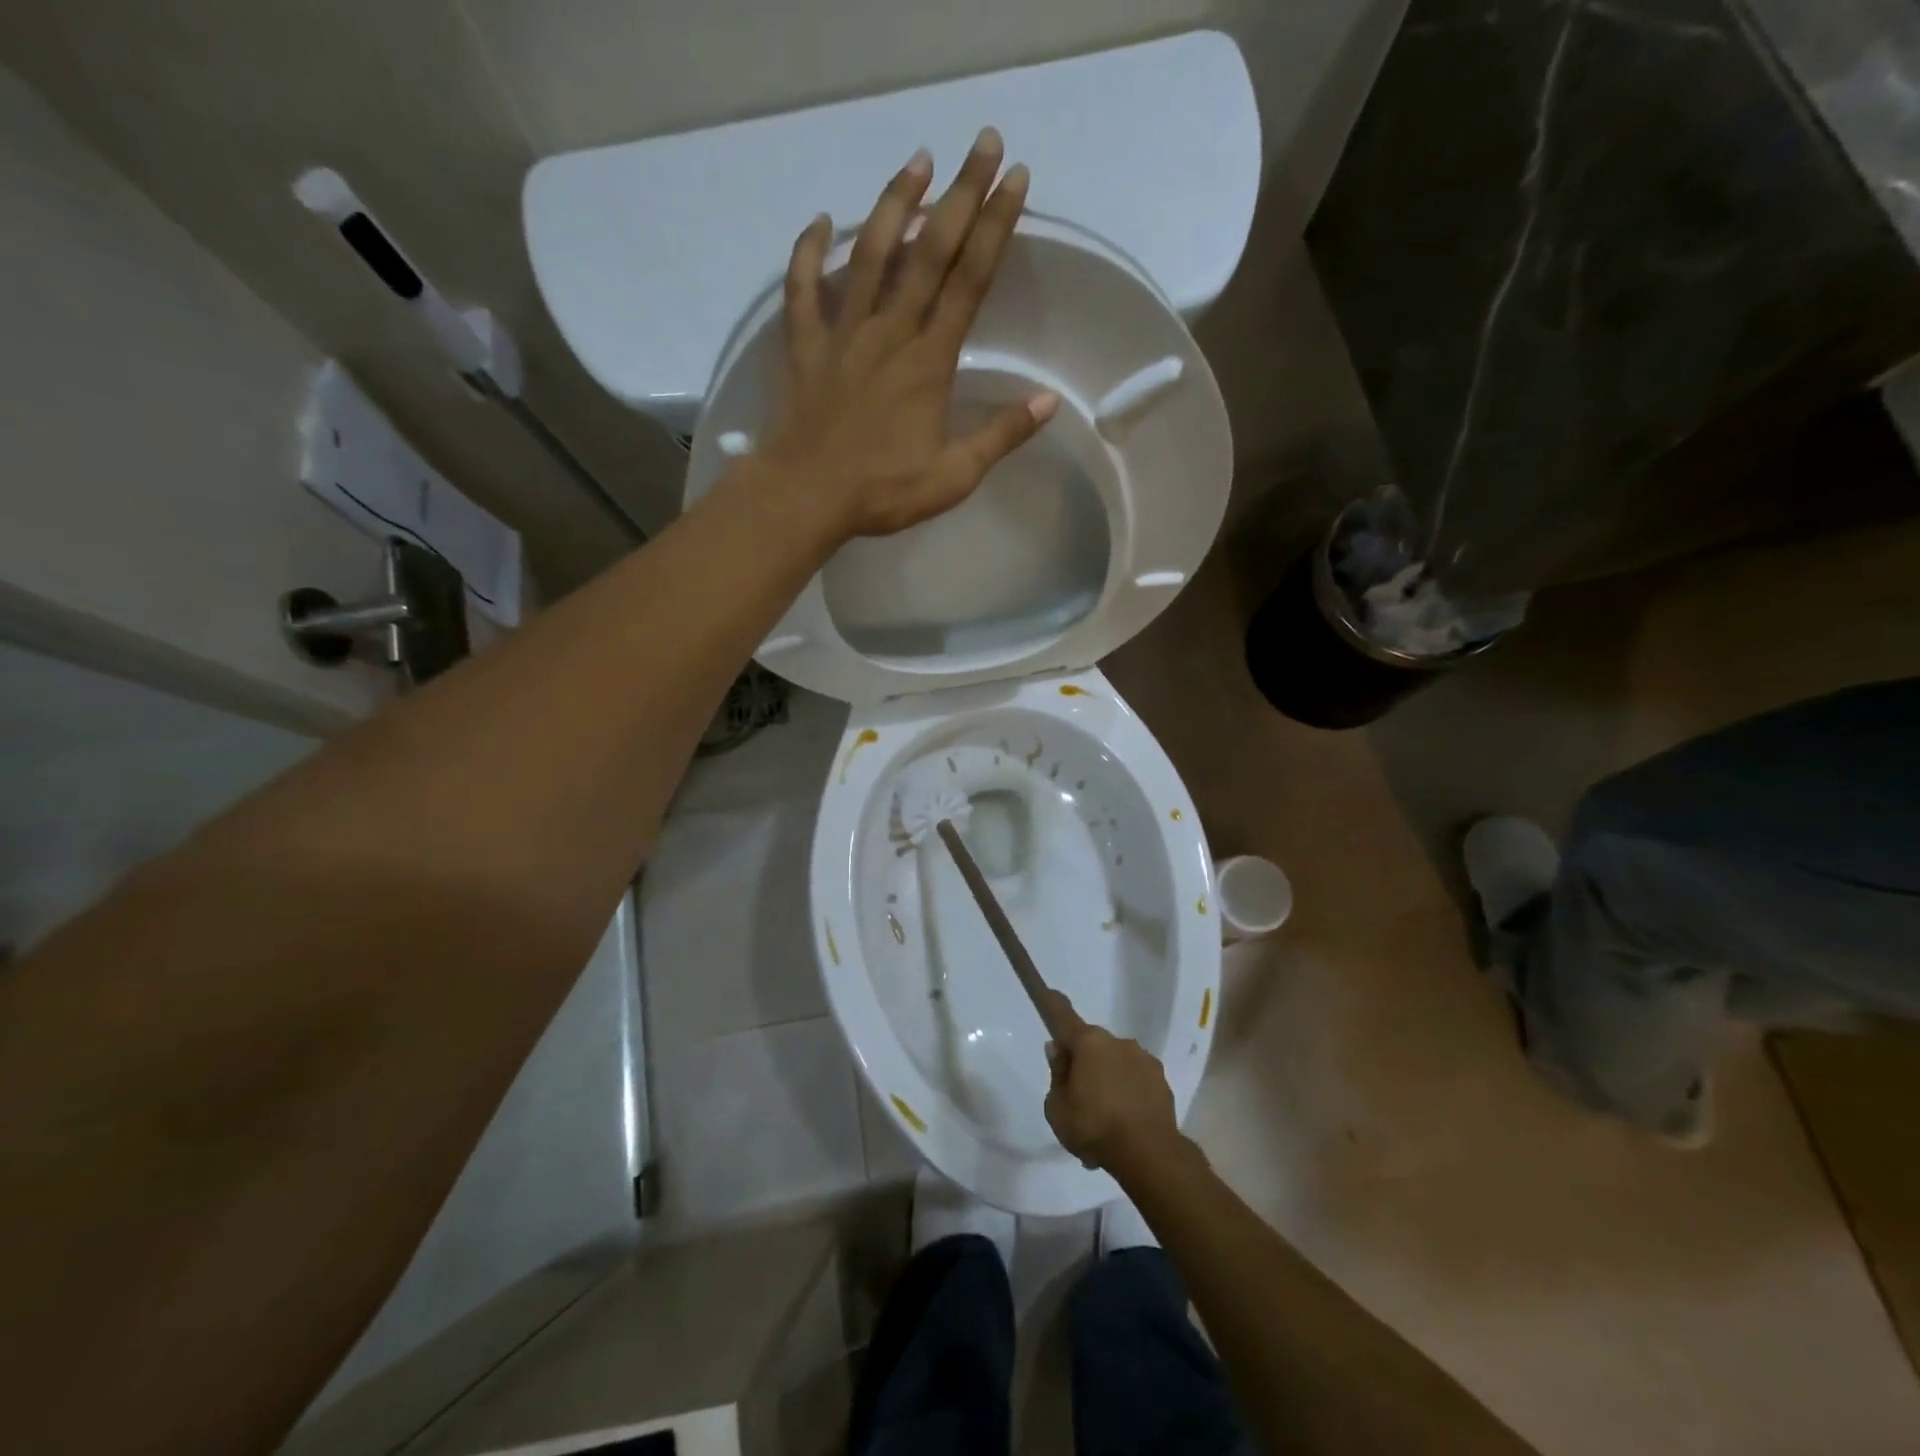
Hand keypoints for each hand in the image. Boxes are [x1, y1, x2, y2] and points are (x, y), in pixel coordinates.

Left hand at [758, 127, 1058, 540]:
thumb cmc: (882, 492)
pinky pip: (802, 288)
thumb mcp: (953, 476)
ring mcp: (842, 334)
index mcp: (929, 362)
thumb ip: (1000, 436)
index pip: (970, 282)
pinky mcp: (804, 345)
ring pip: (869, 253)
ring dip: (894, 202)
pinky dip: (808, 252)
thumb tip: (1047, 402)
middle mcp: (889, 332)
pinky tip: (819, 222)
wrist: (805, 496)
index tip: (1016, 180)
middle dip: (960, 193)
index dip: (995, 227)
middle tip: (983, 142)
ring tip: (917, 160)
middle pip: (928, 251)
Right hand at [1043, 995, 1182, 1175]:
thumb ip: (1057, 1074)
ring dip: (1109, 1081)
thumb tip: (1059, 1050)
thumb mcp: (1057, 1107)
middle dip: (1086, 1064)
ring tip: (1105, 1120)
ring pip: (1117, 1064)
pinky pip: (1136, 1081)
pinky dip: (1129, 1095)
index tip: (1052, 992)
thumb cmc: (1094, 1126)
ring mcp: (1144, 1060)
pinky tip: (1124, 1124)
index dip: (1056, 1004)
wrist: (1149, 1154)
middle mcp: (1118, 1042)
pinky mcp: (1162, 1081)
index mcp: (1089, 1043)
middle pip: (1094, 1046)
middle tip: (1079, 1097)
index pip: (1066, 1017)